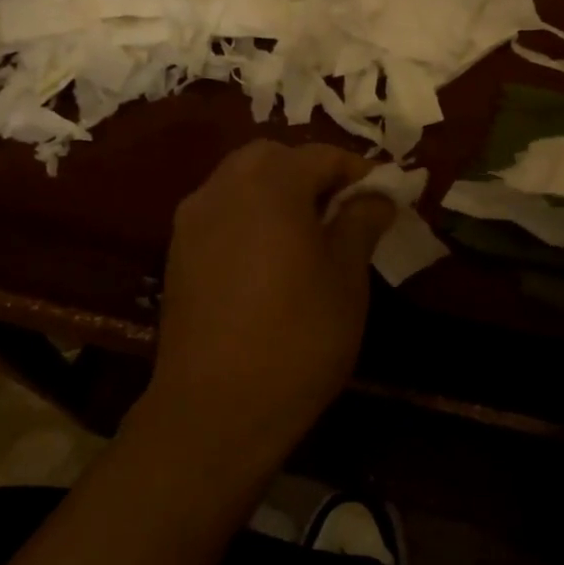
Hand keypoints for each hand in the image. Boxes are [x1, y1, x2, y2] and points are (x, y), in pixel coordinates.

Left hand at [137, 141, 394, 499]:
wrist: (218, 407)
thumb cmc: (299, 338)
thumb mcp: (347, 278)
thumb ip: (361, 223)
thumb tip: (376, 196)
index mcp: (271, 186)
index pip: (323, 156)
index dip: (360, 173)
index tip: (385, 200)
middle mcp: (223, 189)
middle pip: (274, 158)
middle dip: (313, 174)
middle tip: (345, 212)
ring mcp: (192, 221)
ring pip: (242, 182)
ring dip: (279, 193)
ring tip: (311, 236)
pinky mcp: (178, 253)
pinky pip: (222, 213)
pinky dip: (251, 217)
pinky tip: (272, 259)